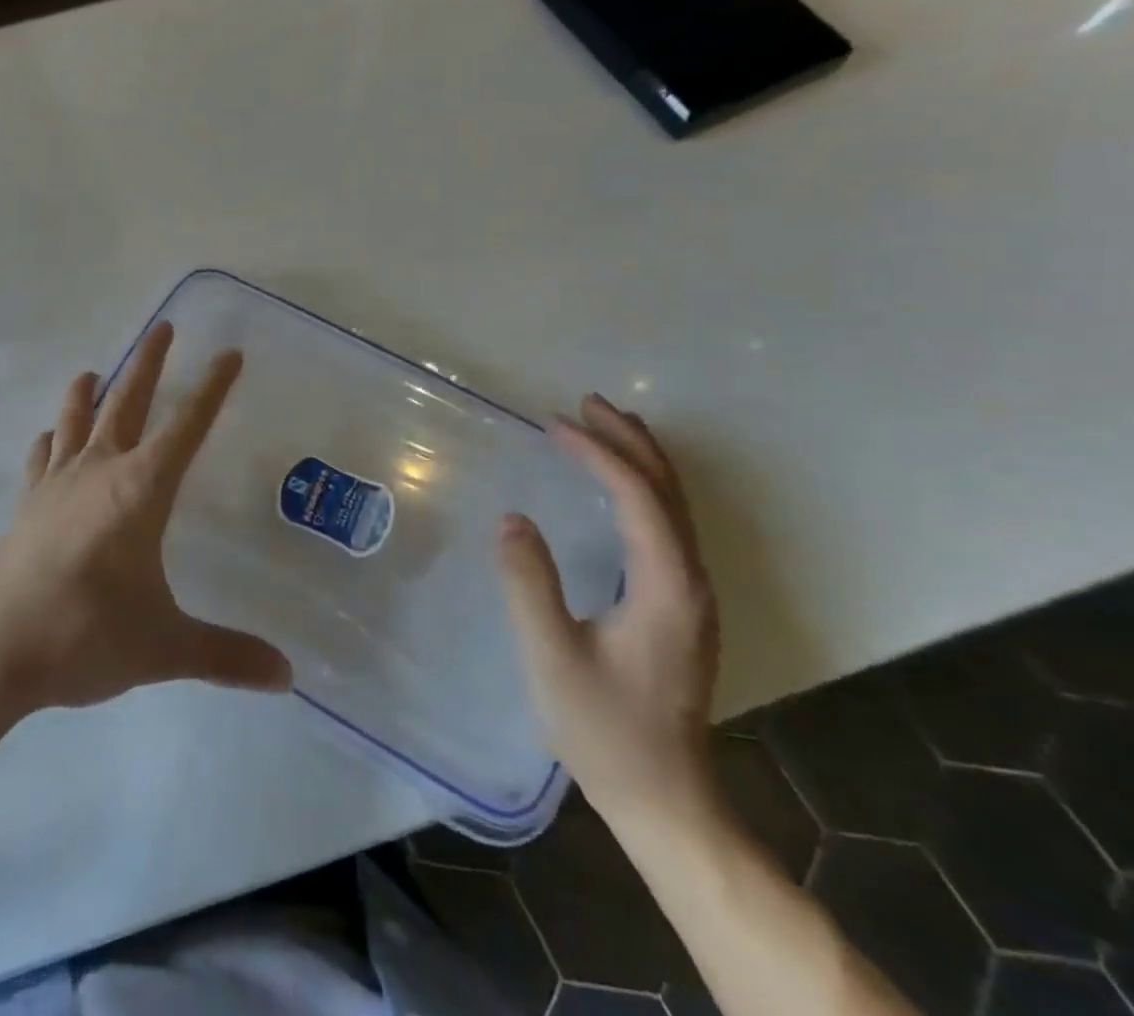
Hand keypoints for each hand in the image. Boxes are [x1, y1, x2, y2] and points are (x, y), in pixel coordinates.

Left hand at [0, 322, 292, 716]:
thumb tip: (286, 676)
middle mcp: (99, 472)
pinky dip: (50, 441)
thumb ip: (226, 655)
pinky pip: (42, 459)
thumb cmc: (85, 635)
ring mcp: (56, 484)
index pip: (187, 427)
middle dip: (150, 364)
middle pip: (129, 403)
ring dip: (89, 393)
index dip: (212, 389)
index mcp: (140, 490)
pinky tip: (48, 438)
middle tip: (163, 327)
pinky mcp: (27, 505)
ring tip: (94, 370)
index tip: (229, 353)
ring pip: (77, 421)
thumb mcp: (165, 647)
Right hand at [498, 395, 721, 834]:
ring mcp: (690, 596)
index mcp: (666, 587)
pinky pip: (666, 527)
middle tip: (587, 404)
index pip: (639, 498)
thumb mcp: (552, 656)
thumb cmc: (605, 729)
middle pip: (670, 492)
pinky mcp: (679, 608)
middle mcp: (690, 582)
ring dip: (640, 461)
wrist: (665, 799)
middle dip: (630, 441)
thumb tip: (512, 518)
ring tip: (603, 427)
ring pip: (674, 508)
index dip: (599, 454)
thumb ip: (530, 583)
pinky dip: (641, 491)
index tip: (556, 425)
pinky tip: (618, 490)